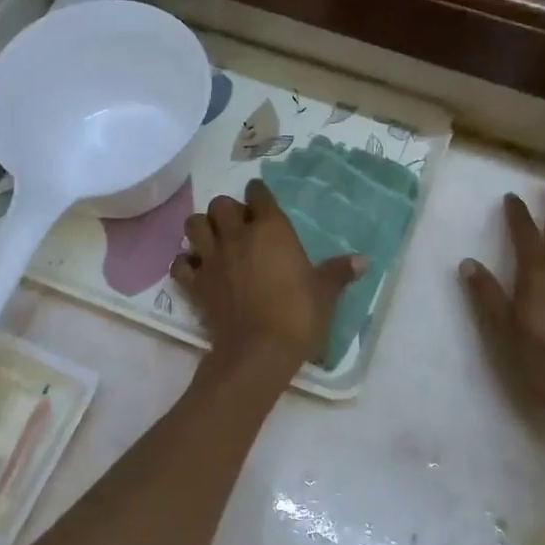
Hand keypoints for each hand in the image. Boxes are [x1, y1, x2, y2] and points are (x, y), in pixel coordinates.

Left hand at [174, 180, 364, 366]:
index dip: (259, 194)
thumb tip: (363, 260)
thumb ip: (338, 272)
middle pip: (220, 205)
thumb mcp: (324, 292)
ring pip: (194, 225)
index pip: (258, 194)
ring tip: (213, 240)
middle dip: (227, 210)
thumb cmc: (298, 315)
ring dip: (201, 228)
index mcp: (270, 229)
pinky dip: (185, 263)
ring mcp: (212, 258)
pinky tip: (196, 269)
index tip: (261, 199)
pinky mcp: (196, 284)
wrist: (259, 351)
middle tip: (238, 225)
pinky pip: (180, 263)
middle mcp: (237, 236)